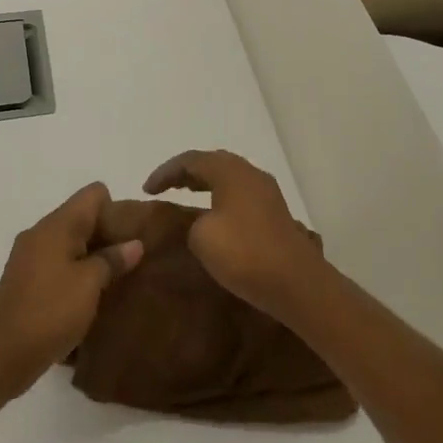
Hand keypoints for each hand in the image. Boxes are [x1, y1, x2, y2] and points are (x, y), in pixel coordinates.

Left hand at [0, 182, 143, 396]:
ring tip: (118, 278)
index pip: (93, 194)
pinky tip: (93, 295)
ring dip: (94, 256)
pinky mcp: (26, 281)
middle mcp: (40, 234)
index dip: (117, 207)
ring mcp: (30, 258)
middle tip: (134, 258)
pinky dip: (77, 272)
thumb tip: (134, 244)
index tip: (133, 234)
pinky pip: (59, 264)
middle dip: (109, 234)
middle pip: (82, 217)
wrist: (1, 355)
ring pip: (71, 242)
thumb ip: (113, 259)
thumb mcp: (90, 284)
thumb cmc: (50, 311)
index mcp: (56, 225)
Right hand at [143, 150, 330, 321]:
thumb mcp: (202, 236)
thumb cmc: (244, 253)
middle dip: (186, 173)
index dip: (166, 172)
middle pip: (213, 163)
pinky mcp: (274, 214)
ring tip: (185, 197)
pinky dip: (220, 198)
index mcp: (231, 171)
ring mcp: (267, 194)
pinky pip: (240, 195)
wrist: (296, 282)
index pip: (191, 160)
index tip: (146, 190)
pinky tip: (214, 216)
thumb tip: (202, 222)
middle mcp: (251, 174)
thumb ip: (192, 222)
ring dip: (205, 184)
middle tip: (165, 187)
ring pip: (229, 178)